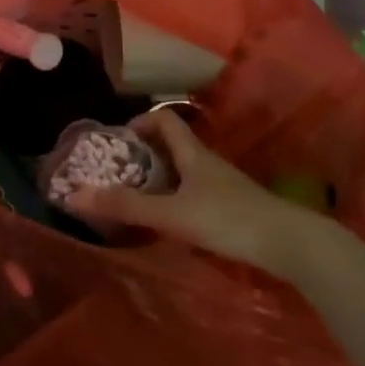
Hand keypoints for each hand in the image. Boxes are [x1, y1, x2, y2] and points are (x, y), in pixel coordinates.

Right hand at [62, 109, 324, 274]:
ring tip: (137, 197)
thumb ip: (126, 206)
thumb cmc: (228, 219)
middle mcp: (208, 163)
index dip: (140, 122)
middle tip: (119, 172)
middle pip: (173, 146)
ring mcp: (223, 186)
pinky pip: (197, 193)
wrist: (290, 244)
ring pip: (185, 171)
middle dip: (145, 154)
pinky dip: (177, 198)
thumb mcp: (171, 213)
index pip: (165, 121)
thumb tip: (75, 195)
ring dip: (160, 178)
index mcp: (193, 153)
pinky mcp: (233, 208)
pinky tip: (169, 221)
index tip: (118, 140)